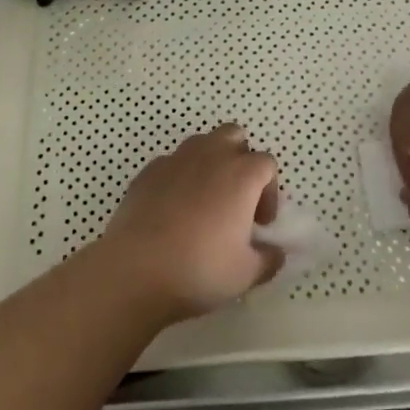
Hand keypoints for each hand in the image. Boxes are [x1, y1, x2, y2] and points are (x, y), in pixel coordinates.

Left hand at [96, 124, 282, 322]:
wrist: (135, 269)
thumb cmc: (200, 269)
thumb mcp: (246, 274)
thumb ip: (268, 259)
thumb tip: (274, 252)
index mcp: (241, 174)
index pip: (267, 164)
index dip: (269, 192)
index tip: (260, 224)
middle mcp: (211, 155)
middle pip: (234, 136)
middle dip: (240, 159)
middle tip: (236, 199)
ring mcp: (176, 159)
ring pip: (202, 144)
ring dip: (210, 164)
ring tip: (205, 202)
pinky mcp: (148, 170)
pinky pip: (172, 163)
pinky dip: (179, 178)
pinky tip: (172, 210)